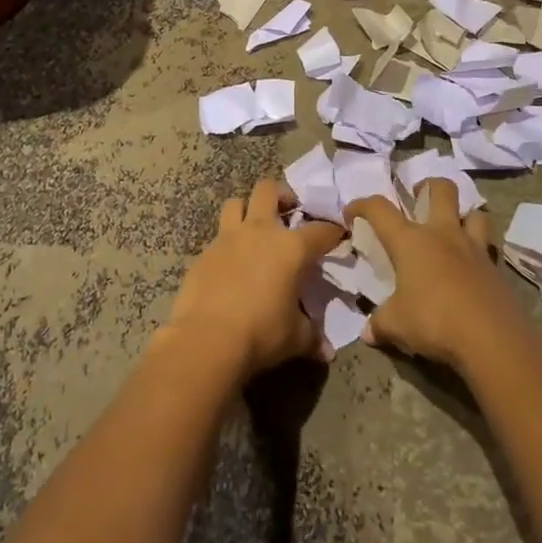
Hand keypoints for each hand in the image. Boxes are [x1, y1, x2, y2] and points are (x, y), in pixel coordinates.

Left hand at [168, 178, 345, 380]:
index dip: (333, 231)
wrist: (207, 339)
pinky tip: (230, 264)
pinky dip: (226, 245)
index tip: (338, 235)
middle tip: (288, 211)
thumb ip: (312, 337)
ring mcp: (228, 239)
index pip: (320, 230)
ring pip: (235, 204)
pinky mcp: (203, 253)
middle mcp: (260, 232)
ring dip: (246, 210)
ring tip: (253, 228)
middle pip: (268, 190)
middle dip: (281, 196)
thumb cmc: (261, 333)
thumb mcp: (296, 338)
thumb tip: (326, 351)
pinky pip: (217, 238)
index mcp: (291, 248)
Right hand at [346, 179, 520, 370]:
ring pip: (474, 214)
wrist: (492, 339)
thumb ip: (380, 324)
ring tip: (453, 230)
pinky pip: (487, 249)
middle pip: (442, 190)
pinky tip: (471, 270)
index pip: (380, 209)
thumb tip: (368, 332)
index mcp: (411, 241)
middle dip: (429, 186)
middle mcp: (443, 234)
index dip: (362, 205)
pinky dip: (478, 252)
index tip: (351, 212)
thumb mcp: (397, 325)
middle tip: (419, 196)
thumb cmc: (434, 321)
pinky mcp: (496, 269)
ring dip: (463, 216)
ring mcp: (474, 248)